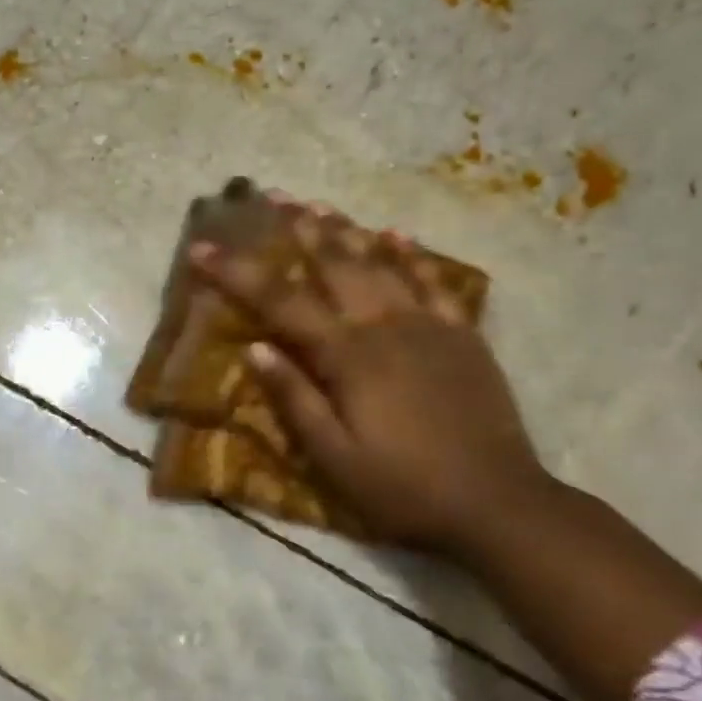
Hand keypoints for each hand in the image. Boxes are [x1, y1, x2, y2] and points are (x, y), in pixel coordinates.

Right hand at [192, 203, 550, 557]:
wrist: (499, 504)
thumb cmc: (403, 489)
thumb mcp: (334, 457)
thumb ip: (295, 399)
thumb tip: (255, 348)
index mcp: (348, 357)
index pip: (281, 303)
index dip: (238, 273)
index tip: (202, 248)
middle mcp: (386, 327)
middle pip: (334, 265)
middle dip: (298, 229)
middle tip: (272, 196)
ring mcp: (430, 327)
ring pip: (381, 264)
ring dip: (347, 231)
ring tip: (319, 205)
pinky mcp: (463, 337)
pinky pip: (434, 283)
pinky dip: (412, 256)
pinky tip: (396, 235)